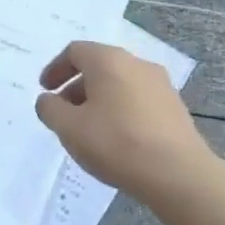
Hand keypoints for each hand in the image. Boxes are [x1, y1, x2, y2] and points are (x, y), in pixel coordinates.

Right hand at [35, 41, 216, 203]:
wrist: (178, 174)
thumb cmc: (116, 143)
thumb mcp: (69, 128)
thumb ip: (50, 109)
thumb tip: (48, 100)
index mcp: (109, 60)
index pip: (75, 51)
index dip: (55, 69)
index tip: (45, 90)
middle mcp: (137, 64)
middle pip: (99, 66)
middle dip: (76, 86)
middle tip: (64, 112)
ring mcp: (160, 84)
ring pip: (120, 83)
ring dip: (99, 99)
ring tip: (89, 129)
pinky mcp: (174, 107)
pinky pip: (138, 99)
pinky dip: (120, 110)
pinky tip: (117, 139)